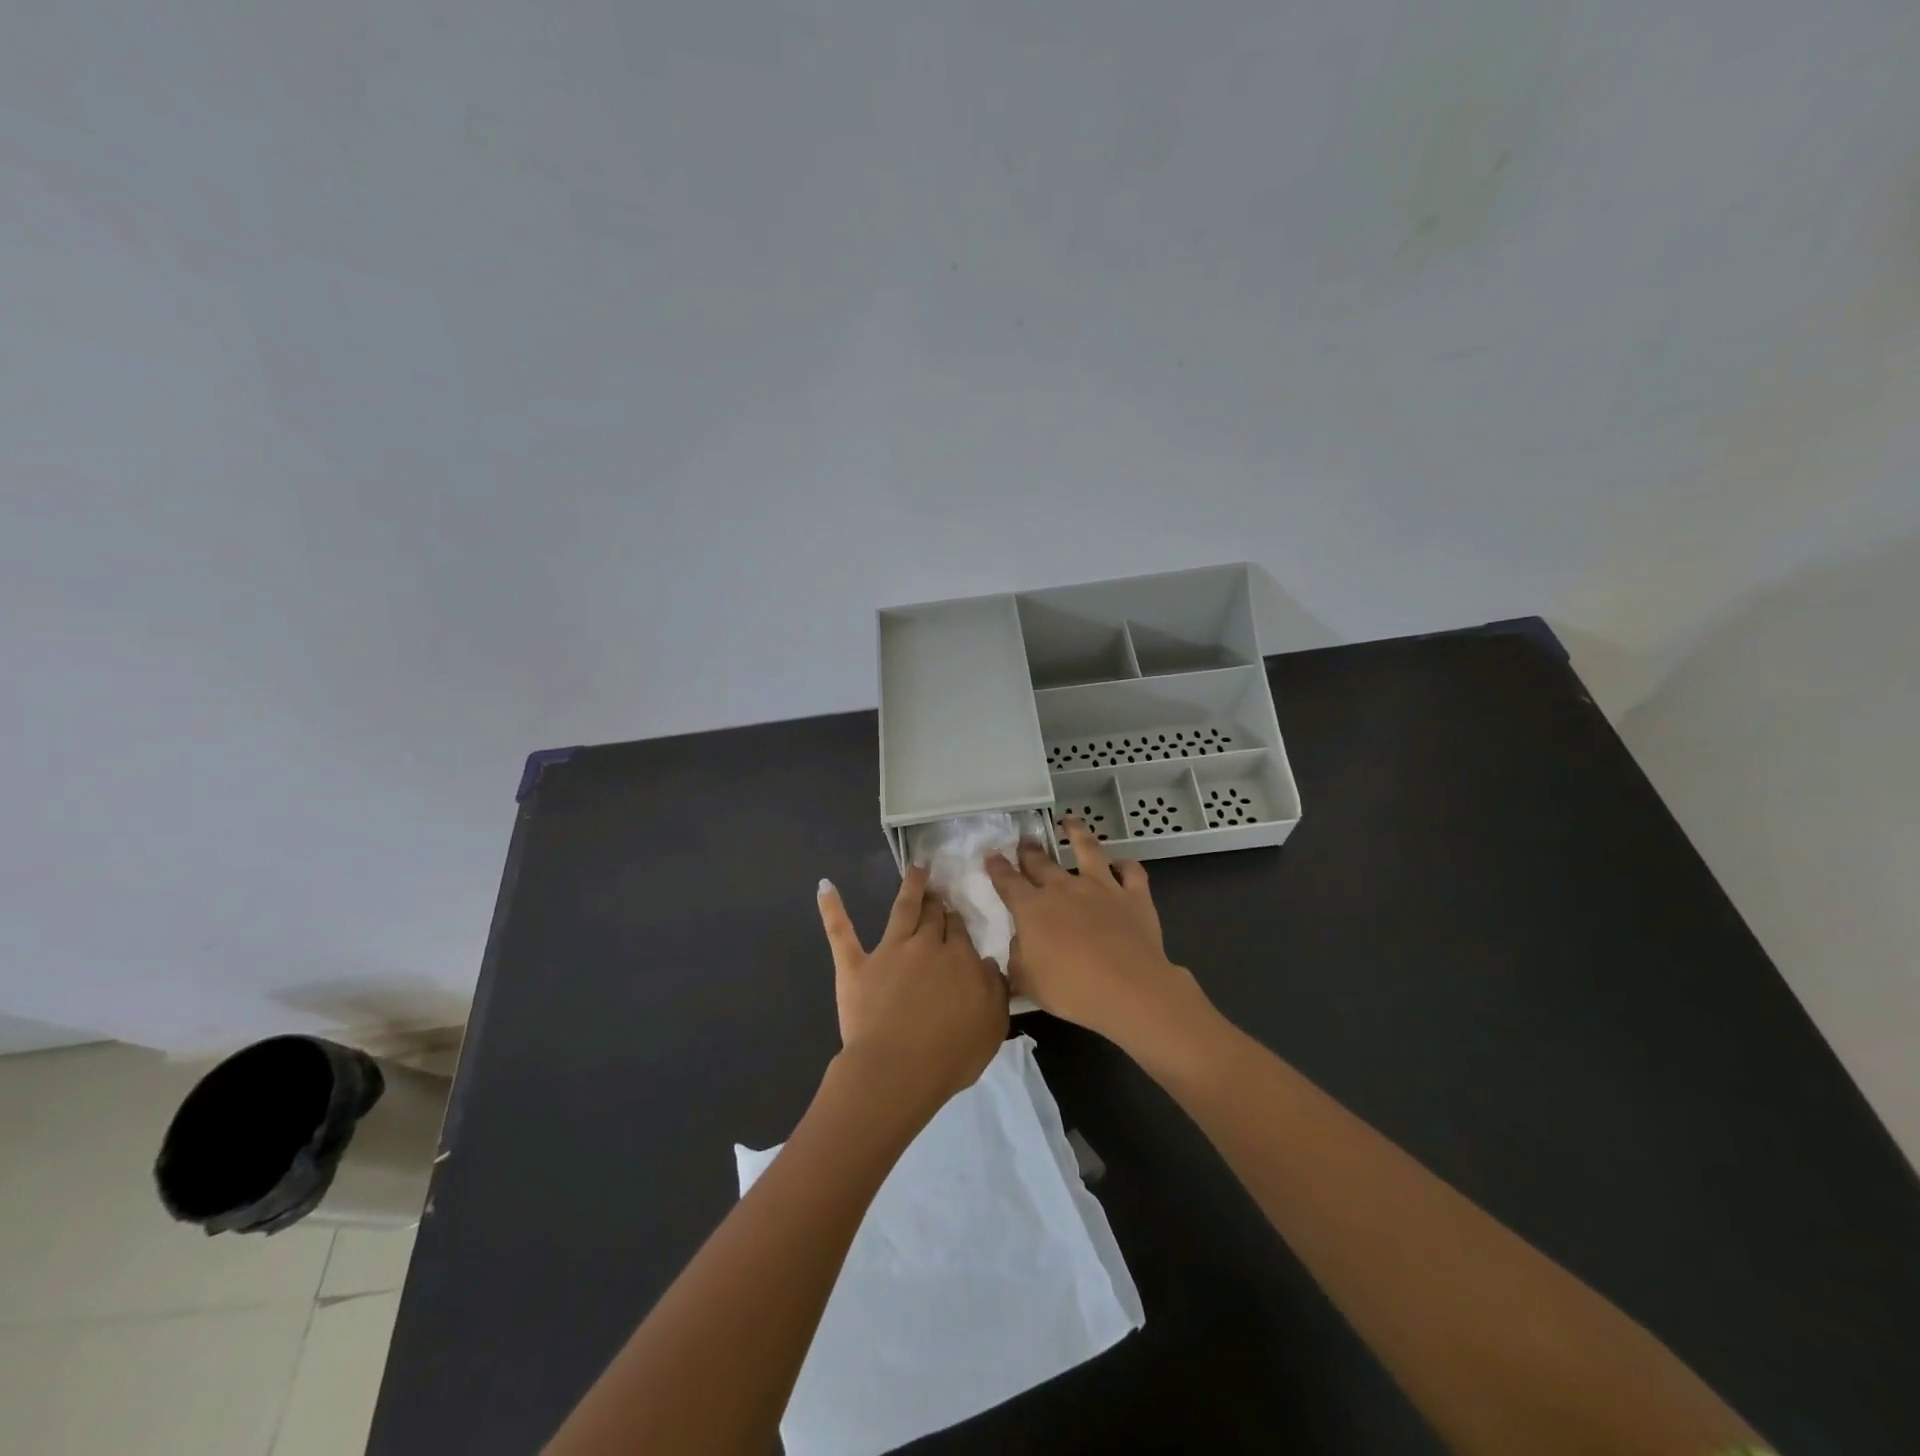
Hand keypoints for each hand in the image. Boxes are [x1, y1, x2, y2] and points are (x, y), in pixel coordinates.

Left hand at [816, 865, 1008, 1113]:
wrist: (899, 1069)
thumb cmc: (951, 1054)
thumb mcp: (993, 1025)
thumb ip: (995, 989)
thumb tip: (989, 963)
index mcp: (960, 959)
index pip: (960, 930)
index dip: (958, 921)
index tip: (957, 914)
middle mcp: (926, 945)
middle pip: (934, 916)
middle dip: (937, 900)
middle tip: (938, 887)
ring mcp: (889, 951)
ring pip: (902, 909)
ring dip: (910, 886)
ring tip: (915, 868)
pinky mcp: (855, 965)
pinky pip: (841, 932)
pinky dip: (832, 908)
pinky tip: (825, 887)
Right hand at [985, 819, 1207, 1052]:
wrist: (1128, 988)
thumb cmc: (1071, 988)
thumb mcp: (1028, 982)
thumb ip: (1018, 959)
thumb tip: (1018, 944)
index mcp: (1033, 908)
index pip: (1008, 882)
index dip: (997, 867)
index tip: (991, 855)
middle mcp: (1064, 888)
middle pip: (1041, 862)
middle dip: (1029, 850)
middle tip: (1024, 839)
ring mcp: (1101, 887)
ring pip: (1087, 849)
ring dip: (1077, 833)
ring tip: (1070, 821)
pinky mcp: (1133, 895)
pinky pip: (1131, 872)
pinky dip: (1126, 865)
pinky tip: (1122, 863)